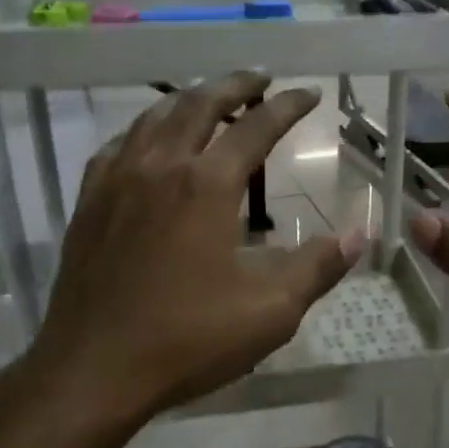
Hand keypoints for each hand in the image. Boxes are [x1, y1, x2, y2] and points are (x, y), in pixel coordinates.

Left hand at [24, 70, 363, 423]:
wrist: (93, 369)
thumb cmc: (188, 340)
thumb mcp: (270, 311)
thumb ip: (317, 267)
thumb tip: (359, 236)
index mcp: (207, 185)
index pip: (256, 127)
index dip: (287, 106)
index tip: (309, 94)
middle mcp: (160, 167)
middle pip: (200, 104)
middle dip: (235, 85)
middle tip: (261, 78)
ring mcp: (117, 181)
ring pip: (154, 117)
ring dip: (188, 99)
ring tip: (210, 98)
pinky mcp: (89, 203)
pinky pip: (118, 146)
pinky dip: (143, 130)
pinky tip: (149, 142)